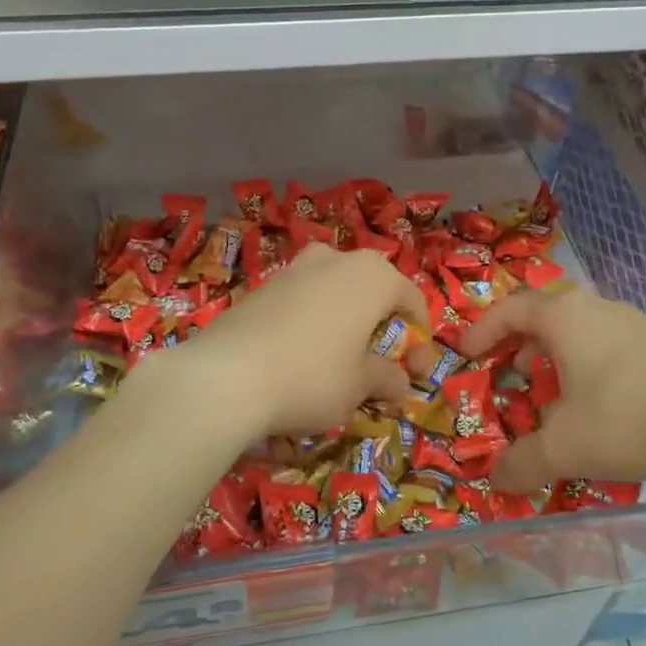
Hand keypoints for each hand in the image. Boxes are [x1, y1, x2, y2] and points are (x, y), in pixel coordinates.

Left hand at [181, 244, 428, 436]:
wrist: (226, 376)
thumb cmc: (313, 376)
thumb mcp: (360, 385)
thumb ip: (387, 378)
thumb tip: (399, 382)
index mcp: (373, 276)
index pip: (411, 300)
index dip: (419, 338)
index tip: (415, 373)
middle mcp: (337, 259)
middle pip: (373, 289)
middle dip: (380, 323)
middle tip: (378, 362)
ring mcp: (296, 268)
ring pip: (335, 290)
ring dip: (345, 319)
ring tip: (338, 358)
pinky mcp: (263, 285)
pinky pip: (302, 300)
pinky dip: (312, 322)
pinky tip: (300, 356)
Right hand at [458, 288, 645, 491]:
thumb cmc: (628, 415)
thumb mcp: (565, 447)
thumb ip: (522, 462)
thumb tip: (495, 477)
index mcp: (564, 317)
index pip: (509, 310)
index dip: (482, 330)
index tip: (465, 353)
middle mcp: (595, 308)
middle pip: (543, 315)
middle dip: (518, 344)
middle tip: (505, 374)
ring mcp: (631, 322)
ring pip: (577, 331)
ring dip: (553, 357)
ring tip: (547, 394)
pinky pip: (604, 345)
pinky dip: (584, 366)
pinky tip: (594, 405)